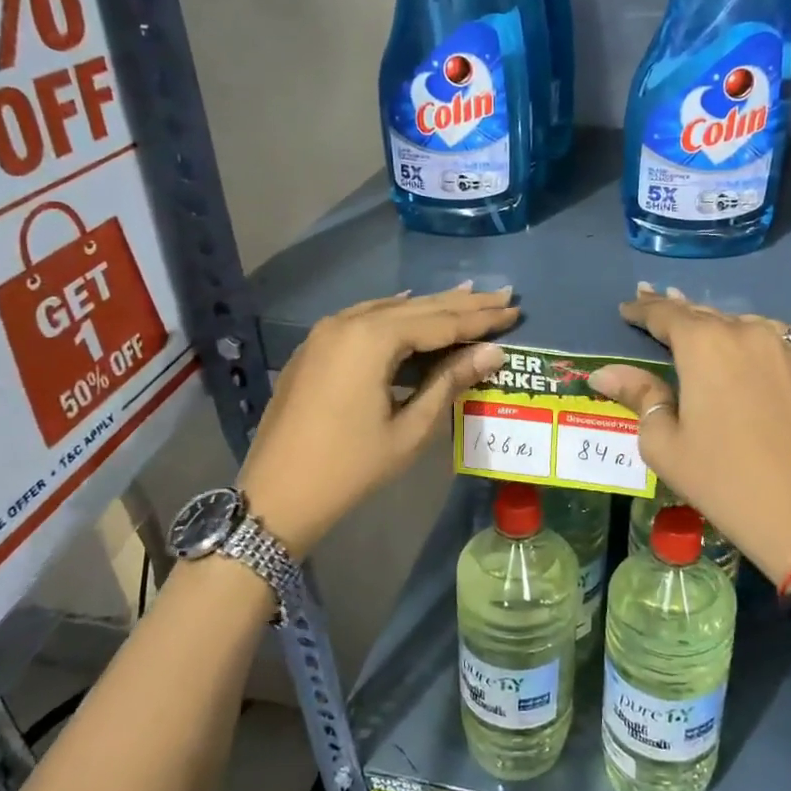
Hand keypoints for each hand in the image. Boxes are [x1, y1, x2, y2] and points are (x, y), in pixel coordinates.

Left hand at [240, 285, 516, 556]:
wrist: (276, 495)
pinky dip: (395, 317)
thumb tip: (492, 353)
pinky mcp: (314, 349)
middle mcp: (347, 323)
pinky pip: (364, 320)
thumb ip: (449, 382)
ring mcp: (325, 333)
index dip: (480, 318)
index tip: (515, 308)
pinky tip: (411, 311)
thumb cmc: (350, 468)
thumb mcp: (410, 429)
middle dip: (461, 304)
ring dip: (429, 307)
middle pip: (415, 308)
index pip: (439, 321)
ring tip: (468, 297)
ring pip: (388, 310)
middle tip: (502, 295)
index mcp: (371, 339)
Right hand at [588, 285, 790, 584]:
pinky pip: (771, 341)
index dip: (643, 309)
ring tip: (694, 321)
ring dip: (713, 323)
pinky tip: (741, 348)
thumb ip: (638, 396)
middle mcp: (747, 332)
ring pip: (740, 324)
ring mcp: (786, 349)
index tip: (627, 306)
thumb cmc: (722, 480)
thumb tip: (604, 373)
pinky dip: (747, 339)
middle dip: (676, 308)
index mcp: (706, 344)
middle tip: (652, 298)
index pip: (666, 315)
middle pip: (704, 314)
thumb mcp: (664, 443)